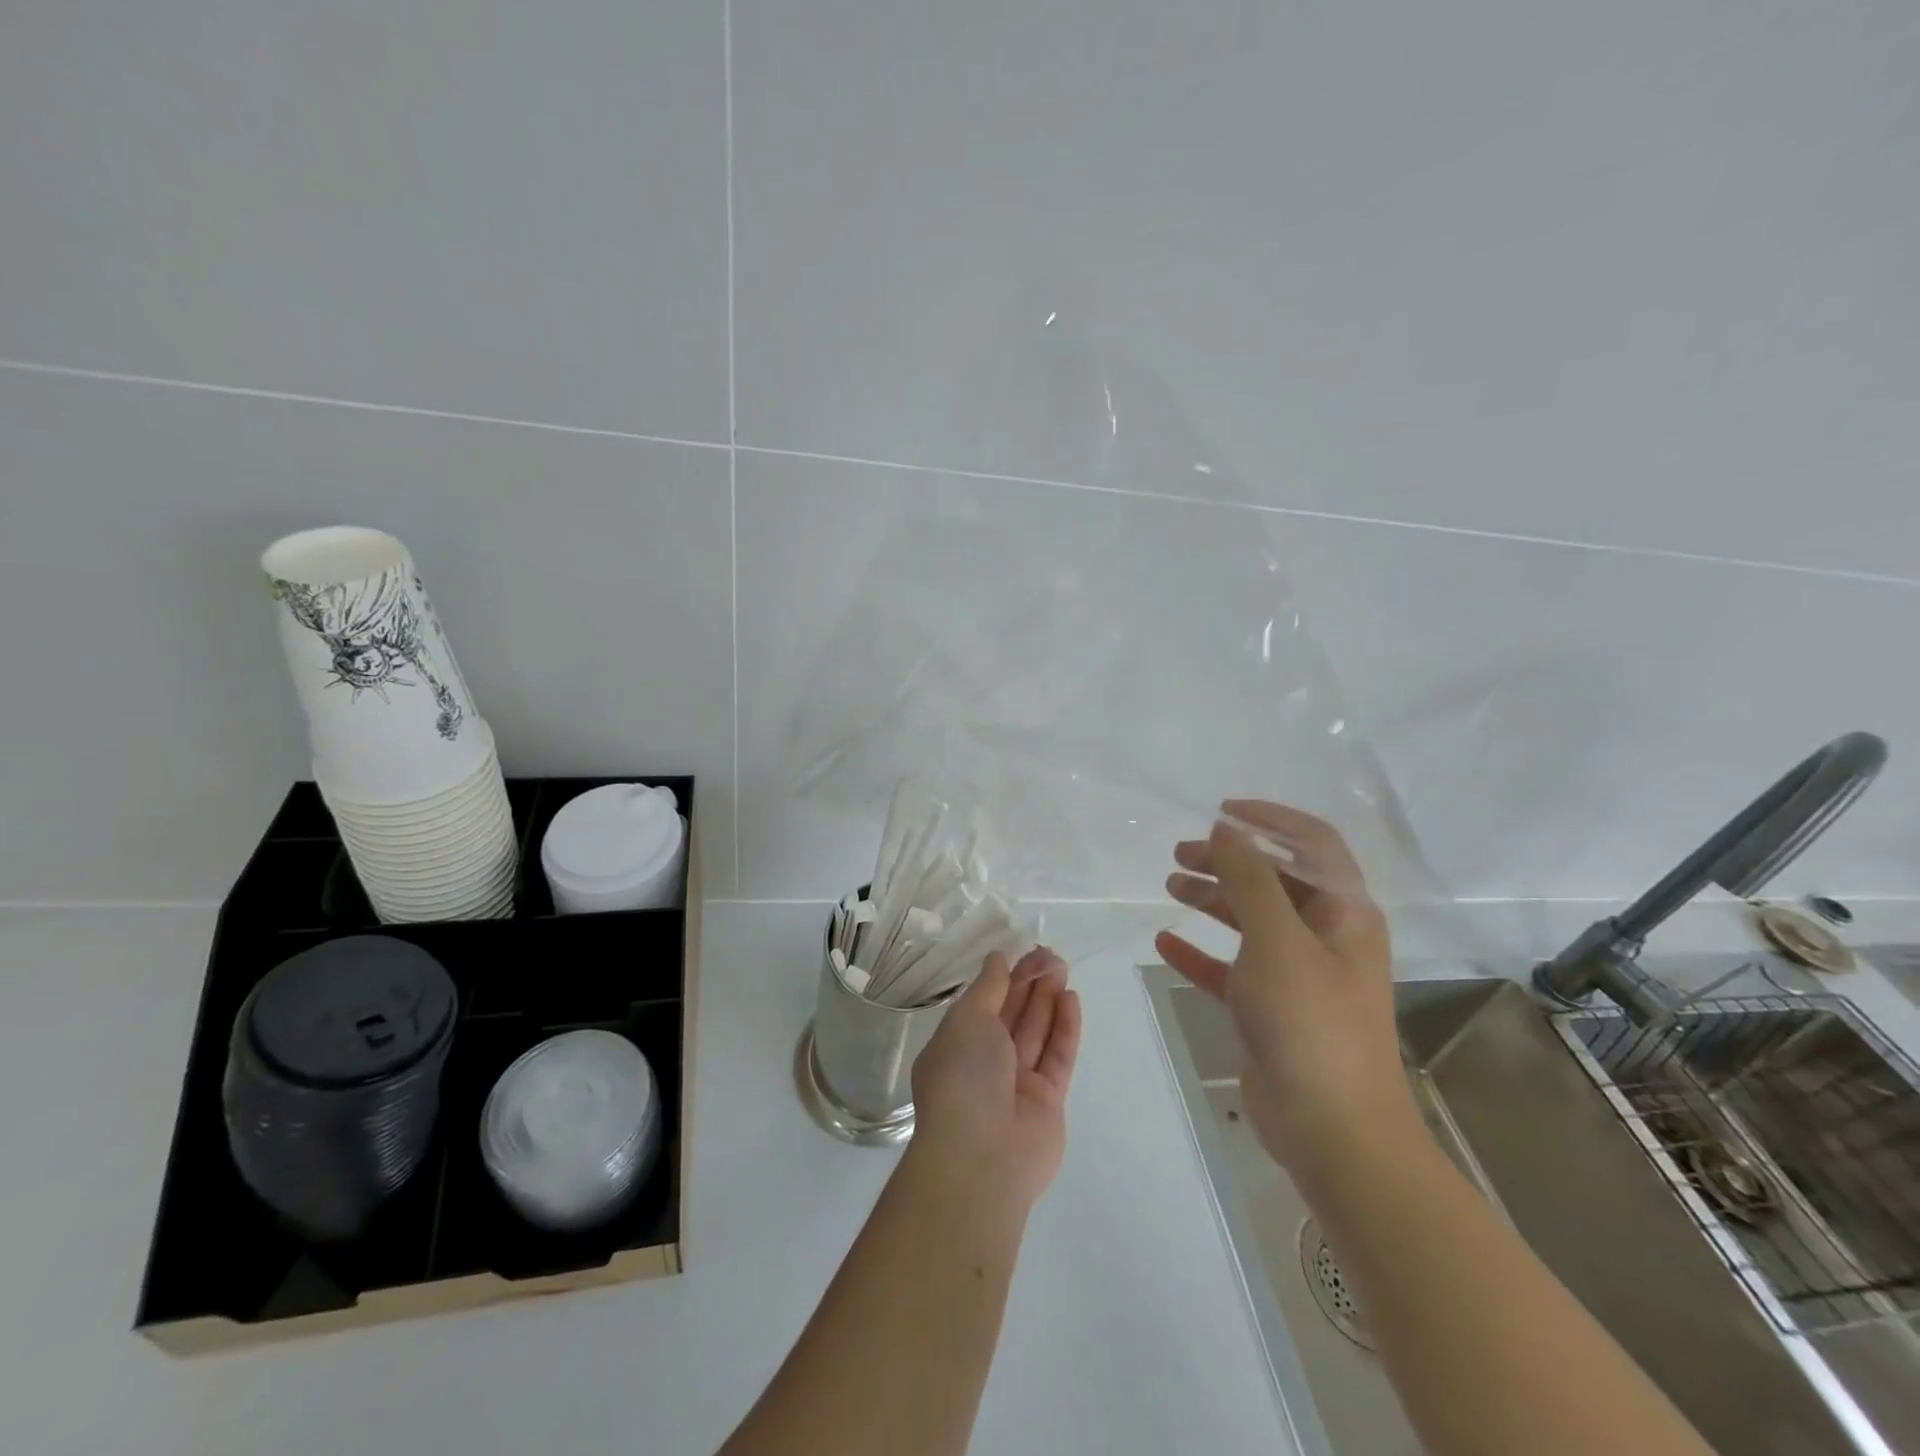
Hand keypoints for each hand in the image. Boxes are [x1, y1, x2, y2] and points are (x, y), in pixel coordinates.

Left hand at [910, 947, 1081, 1211]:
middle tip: (1051, 955)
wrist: (981, 1156)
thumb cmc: (963, 1077)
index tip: (1025, 951)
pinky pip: (1057, 1056)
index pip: (985, 1003)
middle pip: (1013, 1014)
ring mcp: (1017, 1083)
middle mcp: (986, 1062)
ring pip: (1036, 1032)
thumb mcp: (968, 1020)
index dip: (1005, 976)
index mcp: (958, 1043)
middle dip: (1030, 983)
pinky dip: (1064, 1028)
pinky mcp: (1047, 1101)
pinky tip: (1071, 998)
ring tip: (1062, 968)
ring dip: (1049, 999)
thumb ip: (988, 988)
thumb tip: (997, 958)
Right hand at [1154, 802, 1417, 1194]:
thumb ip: (1250, 878)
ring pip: (1250, 921)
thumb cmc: (1310, 1024)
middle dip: (1229, 859)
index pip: (1312, 844)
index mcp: (1343, 913)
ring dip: (1212, 898)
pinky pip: (1231, 967)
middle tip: (1181, 854)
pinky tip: (1166, 942)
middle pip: (1274, 880)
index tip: (1220, 811)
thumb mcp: (1277, 939)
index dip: (1269, 819)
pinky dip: (1201, 951)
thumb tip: (1227, 828)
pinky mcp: (1270, 1010)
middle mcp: (1324, 937)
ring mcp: (1298, 975)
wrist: (1333, 1133)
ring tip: (1169, 885)